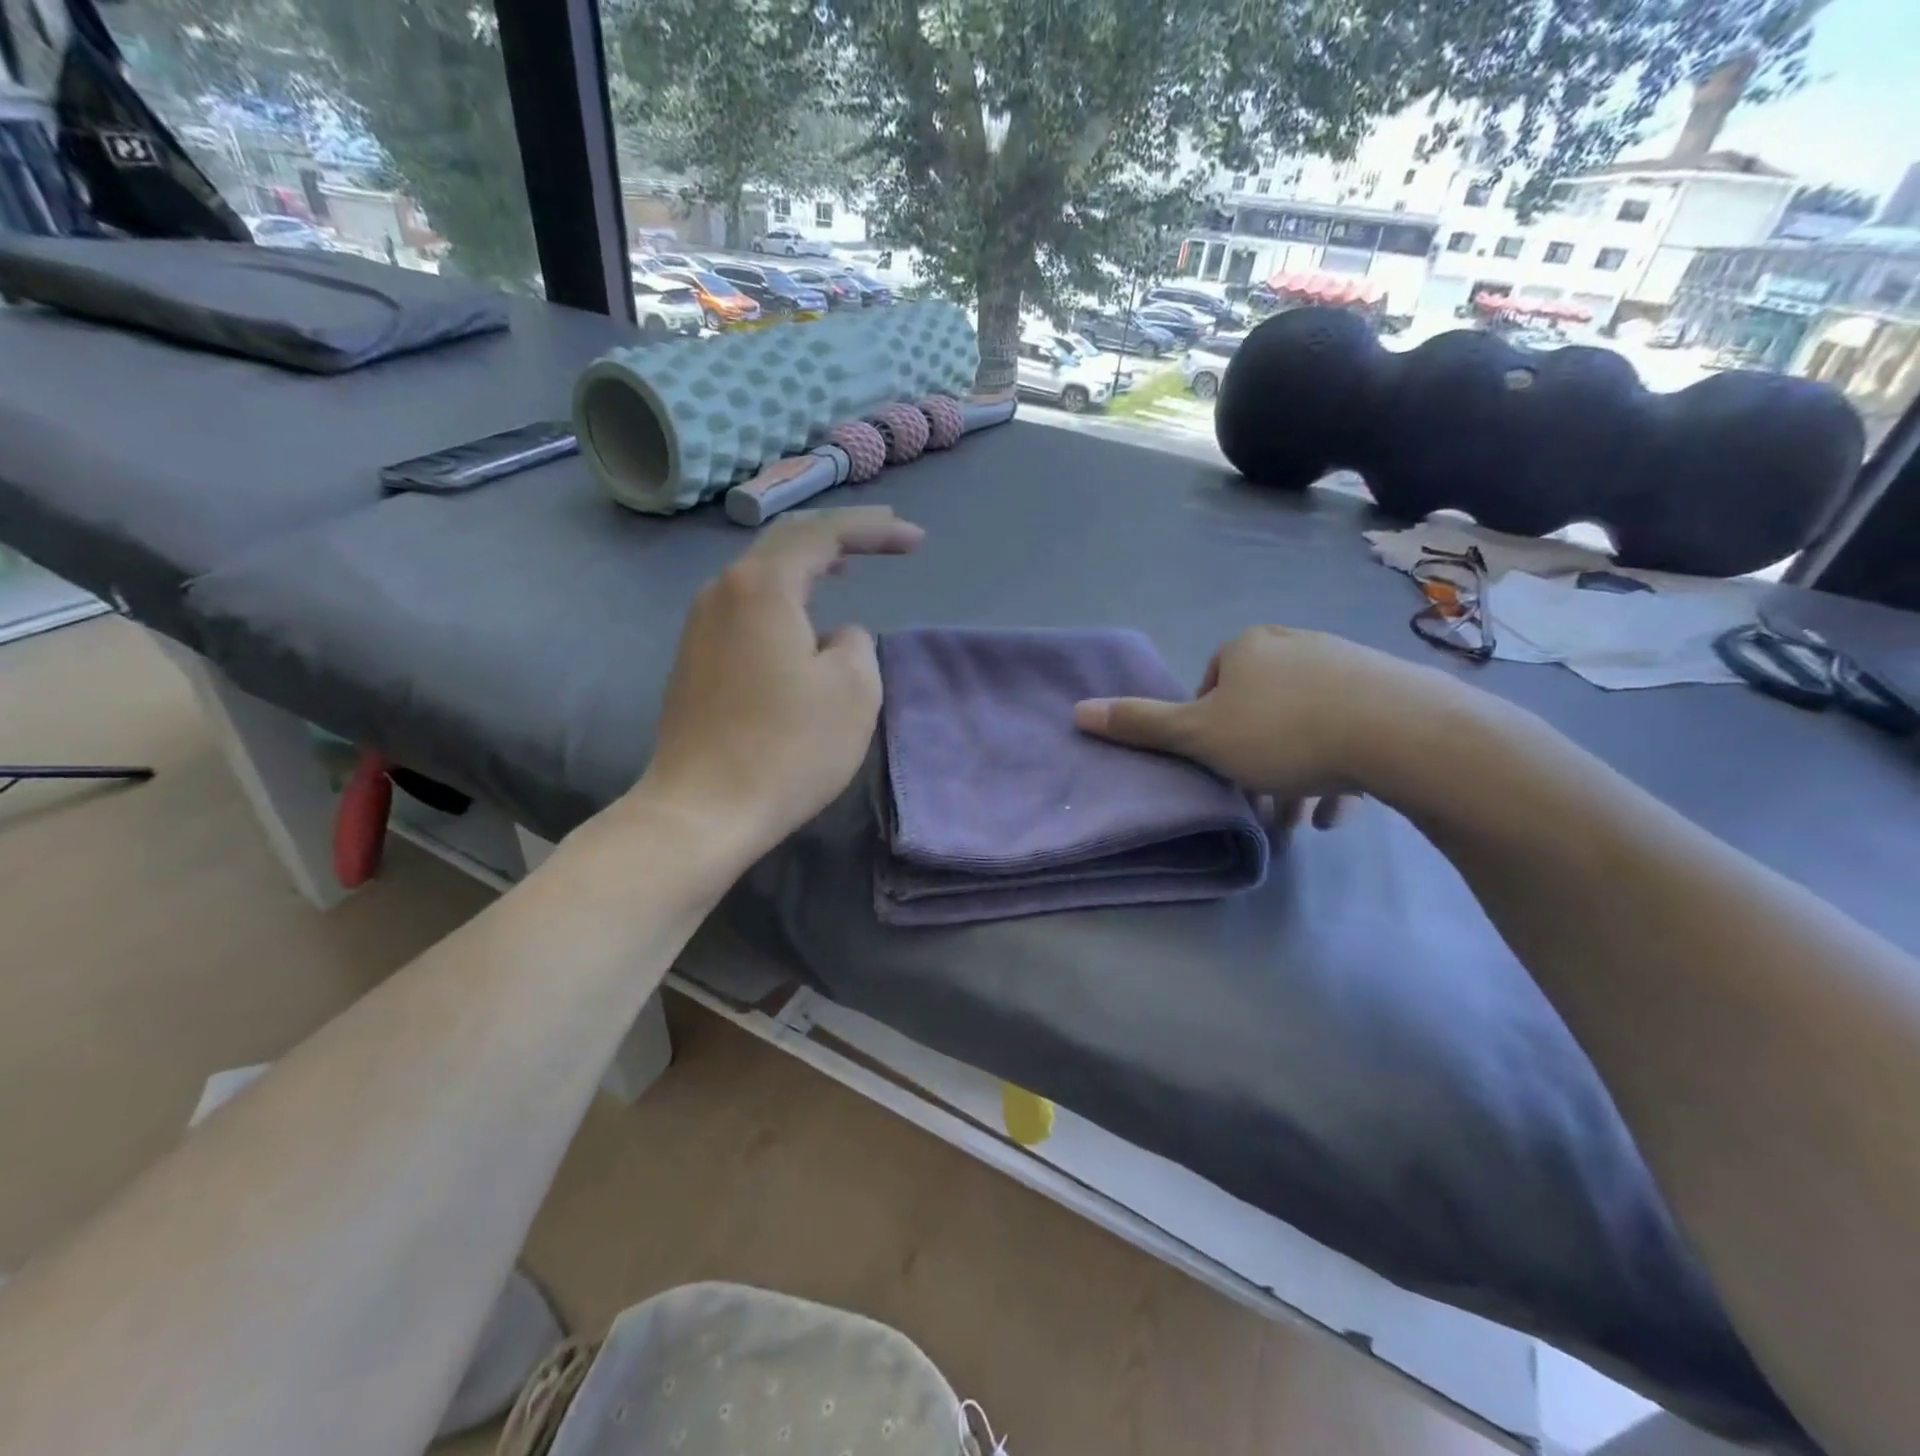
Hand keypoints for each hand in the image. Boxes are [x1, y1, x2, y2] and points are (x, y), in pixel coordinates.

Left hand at [637, 506, 922, 857]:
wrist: (702, 810)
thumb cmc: (787, 748)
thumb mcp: (853, 691)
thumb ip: (855, 645)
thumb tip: (833, 638)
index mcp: (762, 586)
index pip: (824, 534)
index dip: (875, 529)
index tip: (917, 540)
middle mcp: (722, 591)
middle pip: (787, 543)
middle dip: (842, 535)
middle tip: (886, 535)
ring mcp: (700, 625)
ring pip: (763, 574)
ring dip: (810, 565)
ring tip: (847, 566)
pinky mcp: (695, 659)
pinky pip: (748, 606)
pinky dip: (785, 597)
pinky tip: (803, 615)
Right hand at [1072, 626, 1442, 827]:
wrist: (1399, 732)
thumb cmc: (1282, 733)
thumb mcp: (1199, 736)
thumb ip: (1140, 725)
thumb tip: (1077, 711)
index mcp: (1247, 648)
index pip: (1210, 689)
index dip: (1208, 734)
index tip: (1220, 769)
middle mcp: (1294, 645)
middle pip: (1258, 711)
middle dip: (1254, 763)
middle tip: (1262, 807)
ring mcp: (1345, 665)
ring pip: (1304, 726)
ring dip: (1294, 776)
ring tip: (1299, 822)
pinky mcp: (1387, 692)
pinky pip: (1348, 731)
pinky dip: (1335, 770)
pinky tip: (1337, 812)